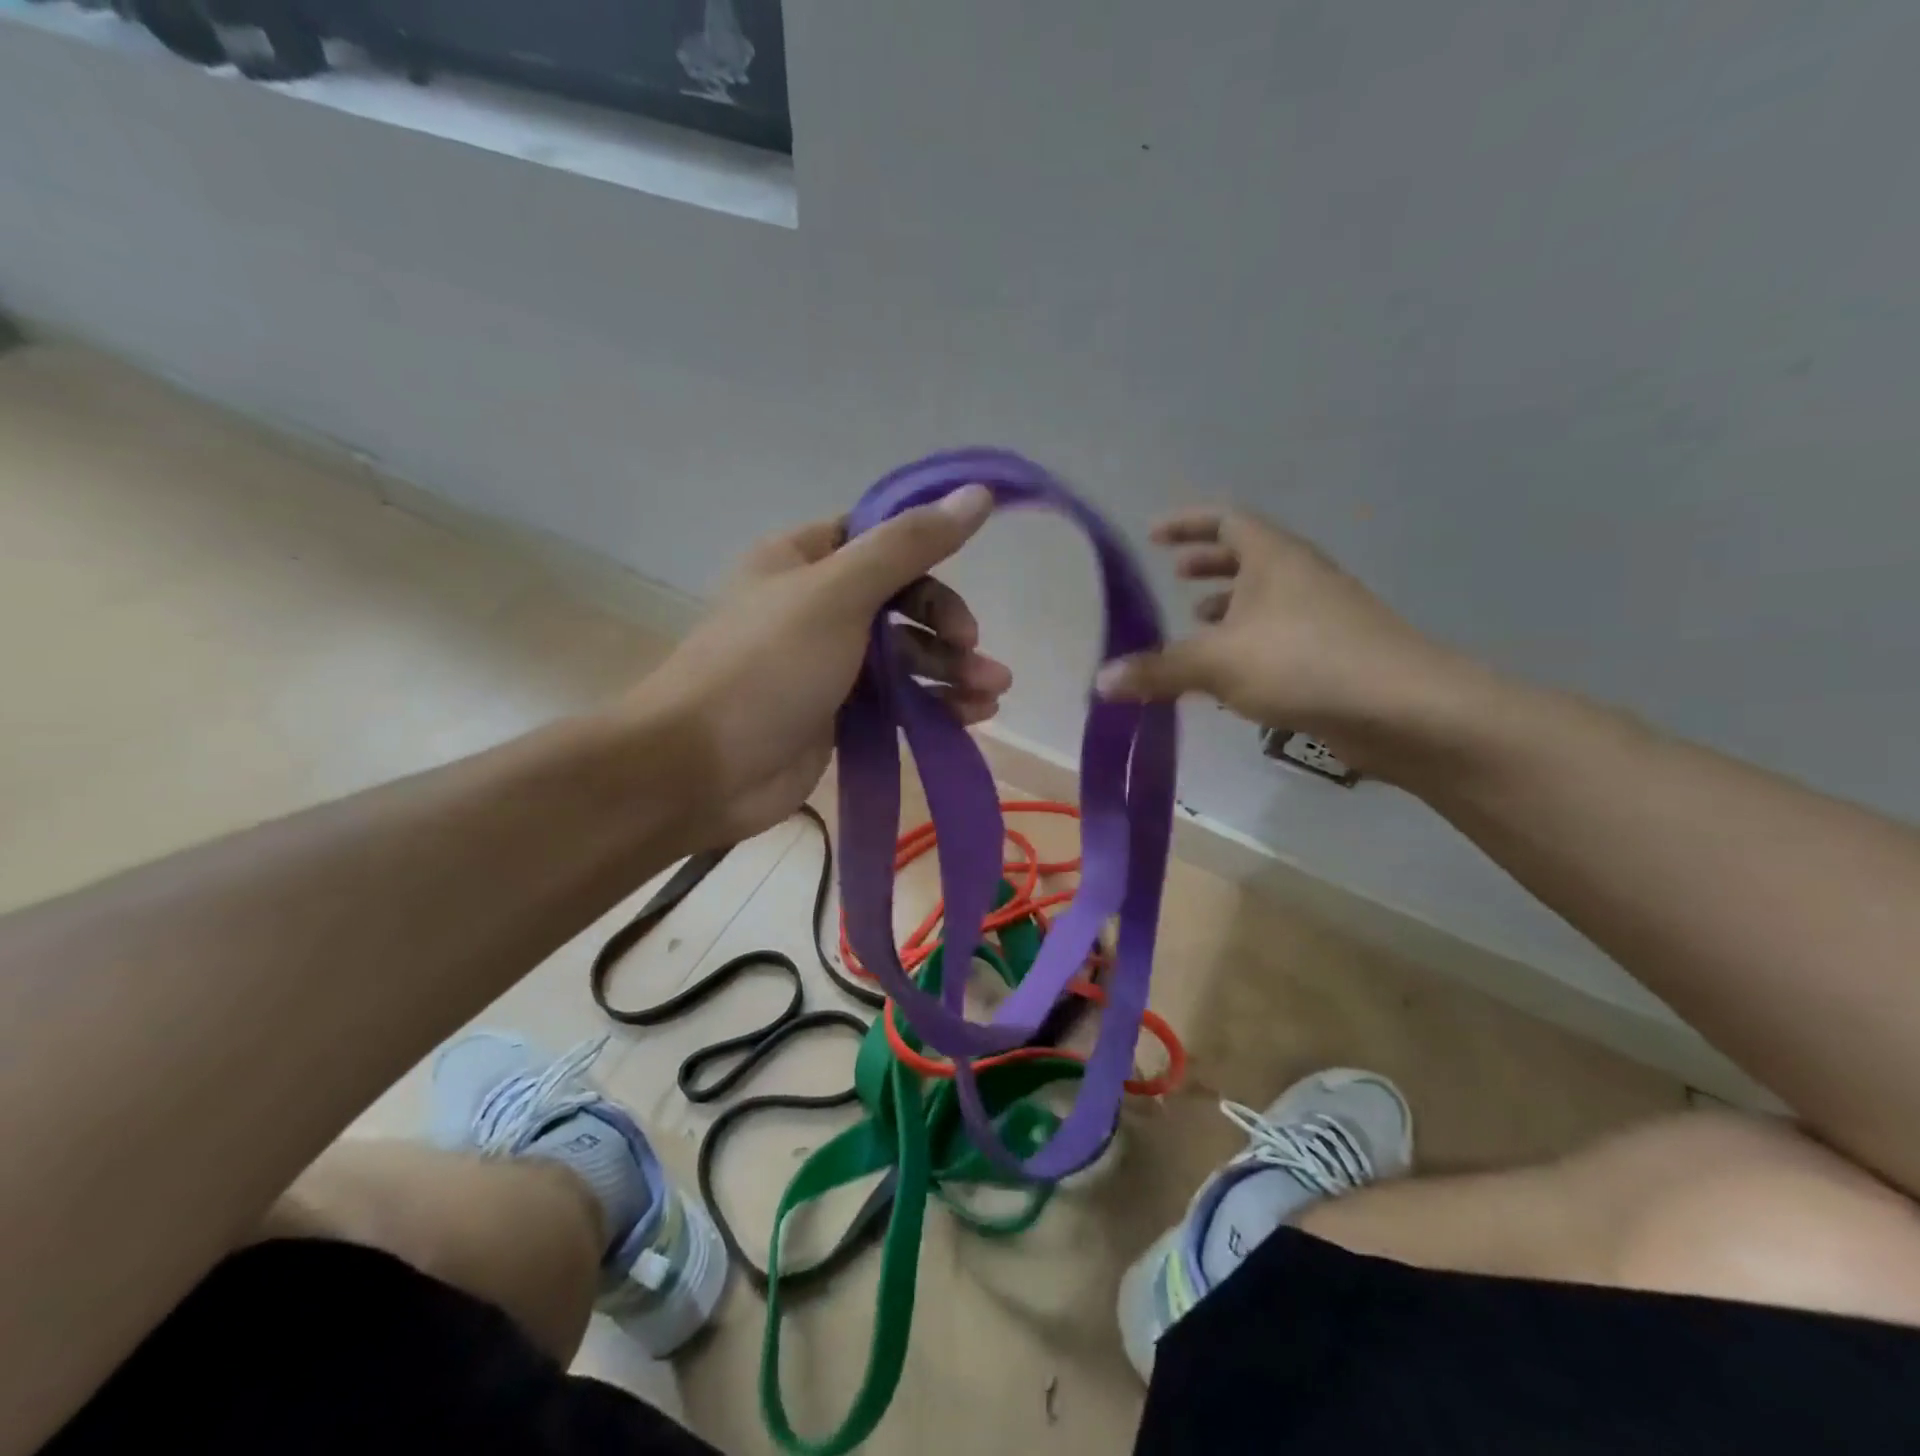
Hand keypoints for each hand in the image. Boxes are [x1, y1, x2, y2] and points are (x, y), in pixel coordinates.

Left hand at [633, 485, 1009, 845]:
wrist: (703, 770)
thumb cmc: (767, 667)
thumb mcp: (838, 593)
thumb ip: (908, 545)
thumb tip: (978, 493)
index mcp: (802, 559)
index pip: (877, 537)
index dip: (924, 549)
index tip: (967, 567)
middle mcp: (815, 606)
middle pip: (899, 600)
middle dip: (945, 623)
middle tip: (973, 648)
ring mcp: (827, 664)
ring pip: (904, 655)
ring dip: (951, 668)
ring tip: (992, 691)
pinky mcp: (837, 715)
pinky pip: (897, 700)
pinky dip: (934, 704)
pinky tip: (973, 716)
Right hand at [1095, 507, 1466, 770]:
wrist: (1403, 709)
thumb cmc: (1304, 663)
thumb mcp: (1217, 663)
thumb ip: (1157, 669)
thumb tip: (1100, 682)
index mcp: (1274, 558)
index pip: (1226, 520)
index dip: (1187, 523)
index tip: (1154, 535)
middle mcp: (1299, 577)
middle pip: (1248, 556)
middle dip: (1208, 563)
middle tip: (1174, 574)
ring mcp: (1320, 616)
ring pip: (1264, 599)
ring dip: (1227, 606)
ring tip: (1193, 622)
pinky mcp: (1331, 655)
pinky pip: (1276, 637)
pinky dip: (1245, 644)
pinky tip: (1226, 675)